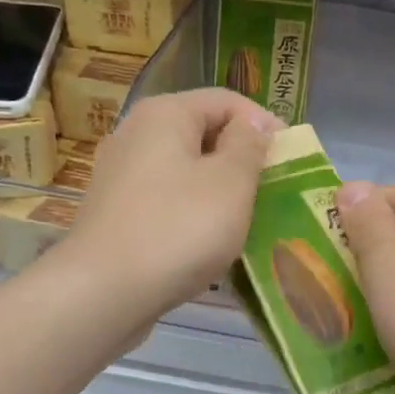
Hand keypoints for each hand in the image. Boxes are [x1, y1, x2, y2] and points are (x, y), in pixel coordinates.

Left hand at [57, 88, 279, 324]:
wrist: (103, 293)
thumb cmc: (178, 229)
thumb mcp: (230, 183)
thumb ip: (249, 146)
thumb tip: (255, 123)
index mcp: (165, 114)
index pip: (227, 101)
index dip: (264, 124)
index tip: (291, 159)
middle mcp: (136, 134)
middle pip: (203, 132)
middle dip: (242, 159)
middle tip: (273, 191)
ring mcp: (120, 175)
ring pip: (184, 169)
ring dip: (219, 189)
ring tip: (246, 219)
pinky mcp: (115, 212)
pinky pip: (166, 199)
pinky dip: (192, 212)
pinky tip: (207, 241)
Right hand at [336, 182, 394, 393]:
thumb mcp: (389, 266)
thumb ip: (367, 223)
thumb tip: (353, 188)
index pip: (388, 197)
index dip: (350, 219)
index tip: (317, 251)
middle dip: (360, 263)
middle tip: (322, 288)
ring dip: (377, 298)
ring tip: (340, 321)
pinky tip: (372, 347)